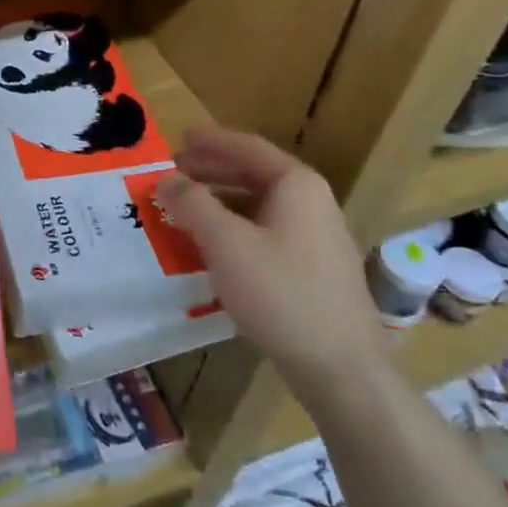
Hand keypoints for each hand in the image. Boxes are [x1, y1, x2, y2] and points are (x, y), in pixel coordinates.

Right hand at [156, 128, 386, 404]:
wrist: (341, 367)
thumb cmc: (281, 292)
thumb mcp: (225, 243)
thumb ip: (191, 204)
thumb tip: (166, 179)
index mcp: (296, 185)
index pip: (247, 147)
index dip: (210, 141)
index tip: (178, 139)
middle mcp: (312, 202)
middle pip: (254, 174)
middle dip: (211, 171)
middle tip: (173, 174)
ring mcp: (317, 237)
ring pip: (260, 206)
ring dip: (220, 202)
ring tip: (185, 209)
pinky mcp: (314, 269)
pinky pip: (267, 232)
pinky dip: (235, 228)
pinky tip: (213, 248)